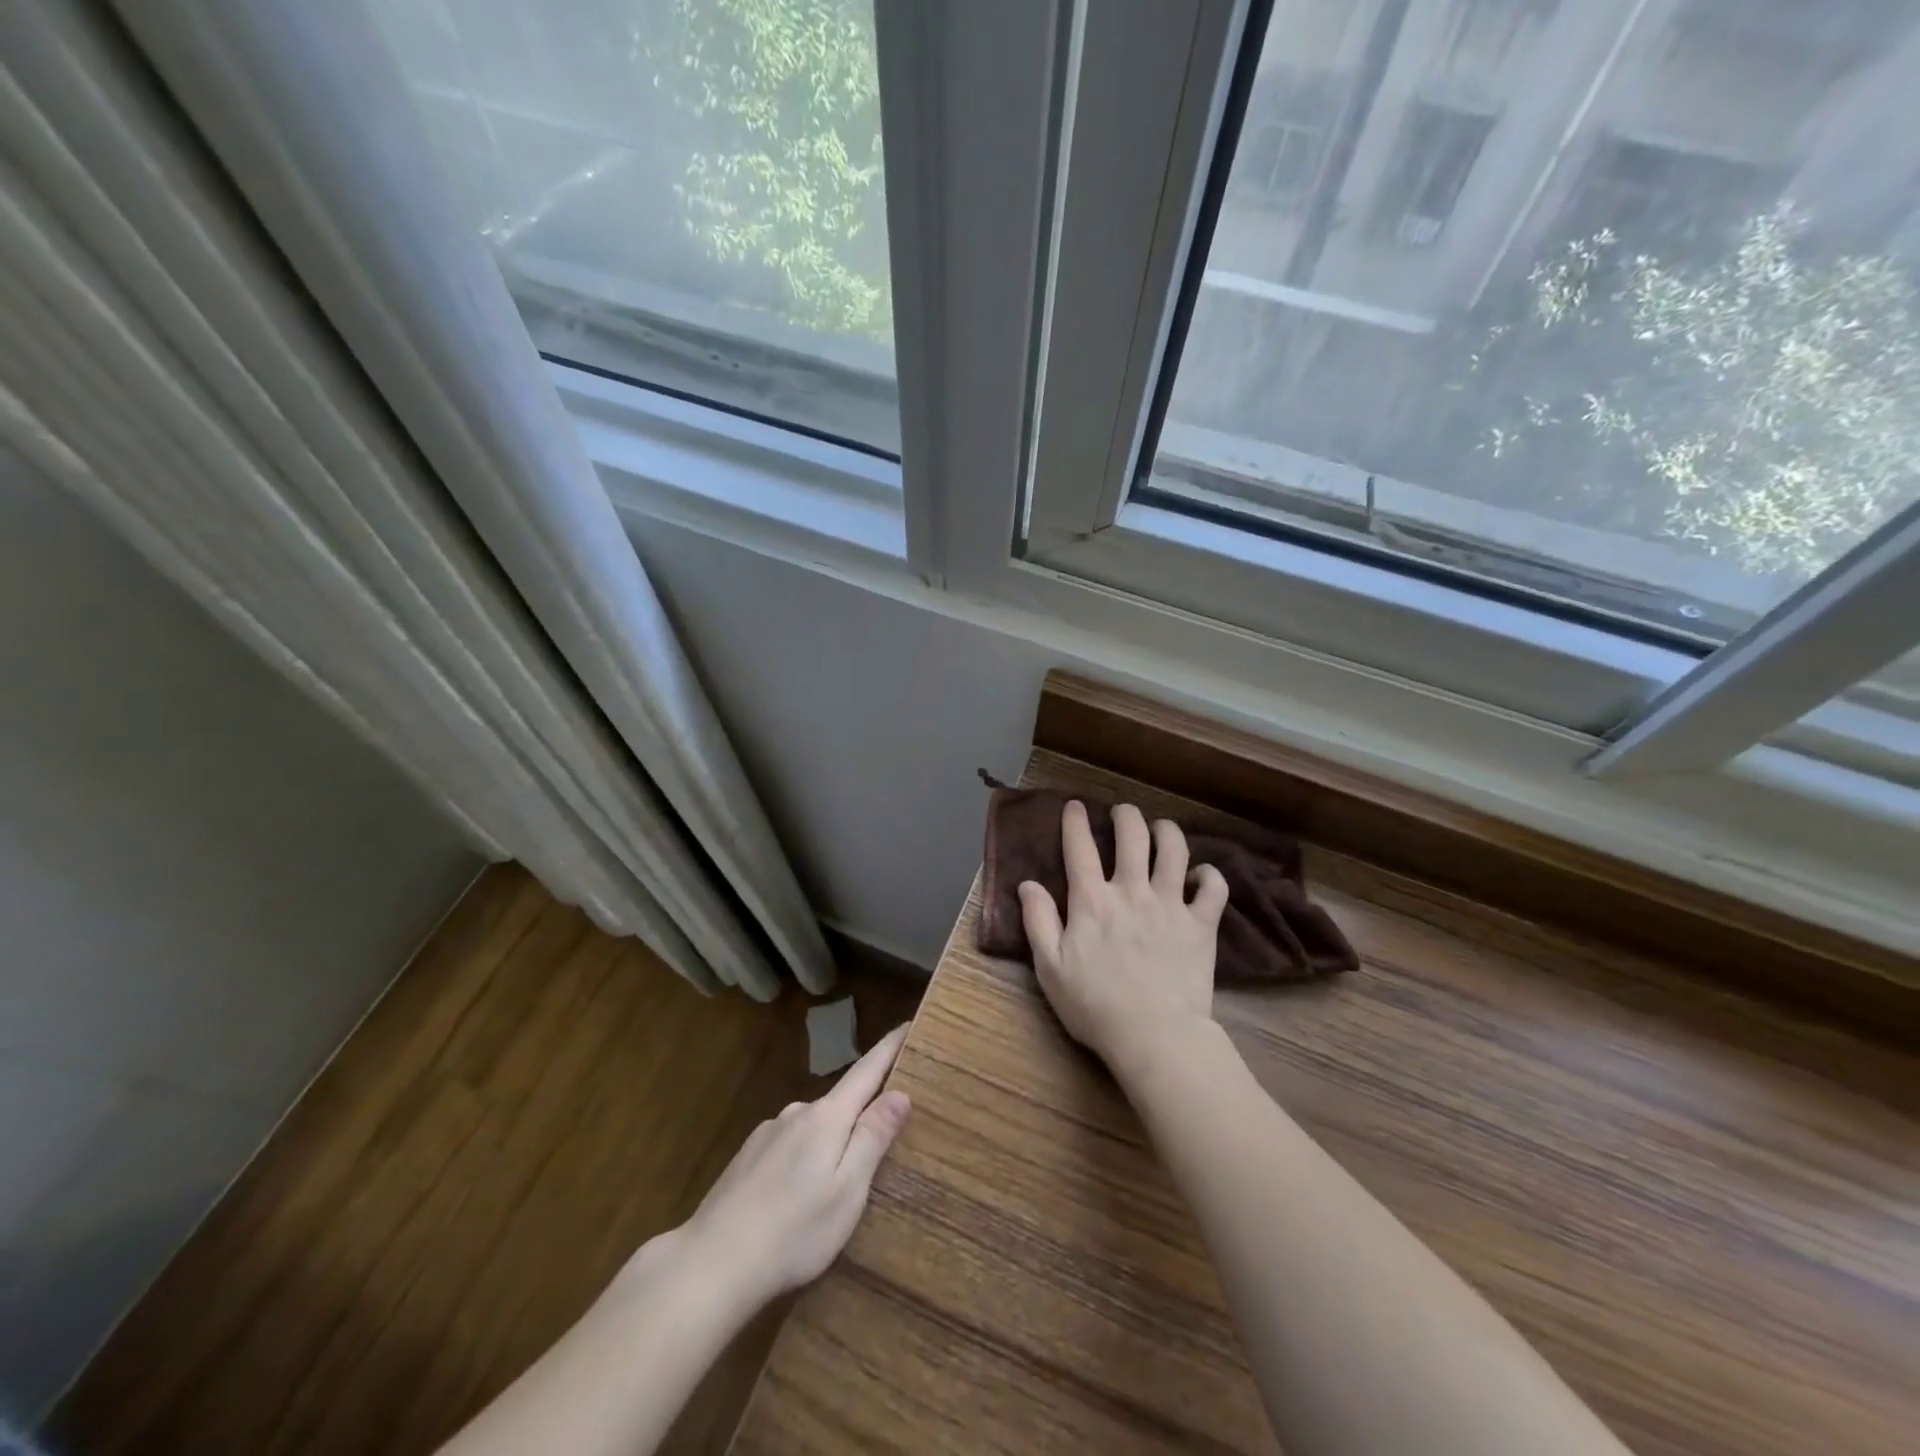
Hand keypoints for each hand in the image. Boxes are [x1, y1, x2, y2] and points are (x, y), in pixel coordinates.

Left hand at [673, 1022, 911, 1307]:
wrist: (711, 1263)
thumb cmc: (794, 1230)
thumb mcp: (848, 1190)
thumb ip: (873, 1138)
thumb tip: (899, 1093)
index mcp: (827, 1117)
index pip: (867, 1071)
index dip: (889, 1048)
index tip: (908, 1024)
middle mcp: (797, 1114)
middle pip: (840, 1102)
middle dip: (861, 1112)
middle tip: (882, 1139)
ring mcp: (768, 1134)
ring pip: (812, 1128)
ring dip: (829, 1143)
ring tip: (836, 1183)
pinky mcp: (747, 1158)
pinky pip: (789, 1146)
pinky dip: (803, 1160)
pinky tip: (796, 1196)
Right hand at [1019, 802, 1228, 1081]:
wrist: (1155, 1036)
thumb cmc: (1095, 1006)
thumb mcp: (1050, 968)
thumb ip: (1038, 921)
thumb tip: (1027, 884)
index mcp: (1092, 900)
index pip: (1080, 847)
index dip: (1075, 821)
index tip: (1075, 806)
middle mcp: (1132, 891)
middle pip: (1132, 835)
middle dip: (1125, 815)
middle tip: (1122, 812)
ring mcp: (1171, 904)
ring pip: (1175, 849)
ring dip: (1167, 831)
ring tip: (1161, 828)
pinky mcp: (1201, 924)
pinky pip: (1214, 888)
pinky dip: (1210, 875)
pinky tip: (1201, 875)